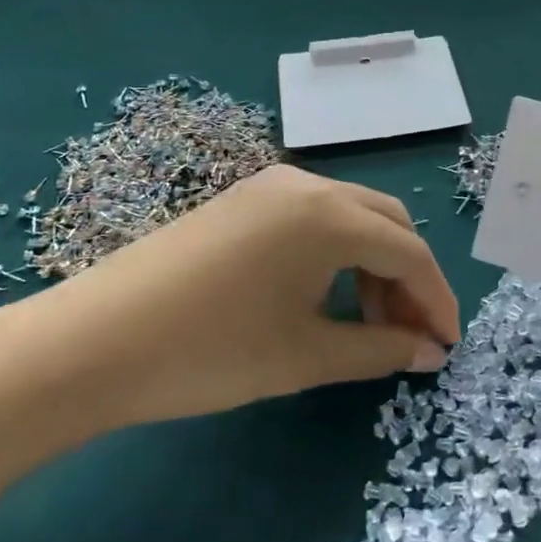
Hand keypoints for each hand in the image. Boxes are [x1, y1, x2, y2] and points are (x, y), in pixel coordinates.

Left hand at [0, 165, 459, 448]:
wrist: (93, 340)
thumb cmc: (210, 351)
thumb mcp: (304, 356)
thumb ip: (378, 350)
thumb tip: (428, 352)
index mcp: (329, 215)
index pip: (409, 252)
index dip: (436, 299)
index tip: (447, 346)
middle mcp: (305, 185)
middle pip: (385, 223)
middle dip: (408, 277)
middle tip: (409, 335)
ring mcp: (267, 187)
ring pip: (348, 216)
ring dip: (372, 263)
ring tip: (368, 322)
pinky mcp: (240, 200)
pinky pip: (311, 217)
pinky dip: (335, 251)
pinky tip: (323, 293)